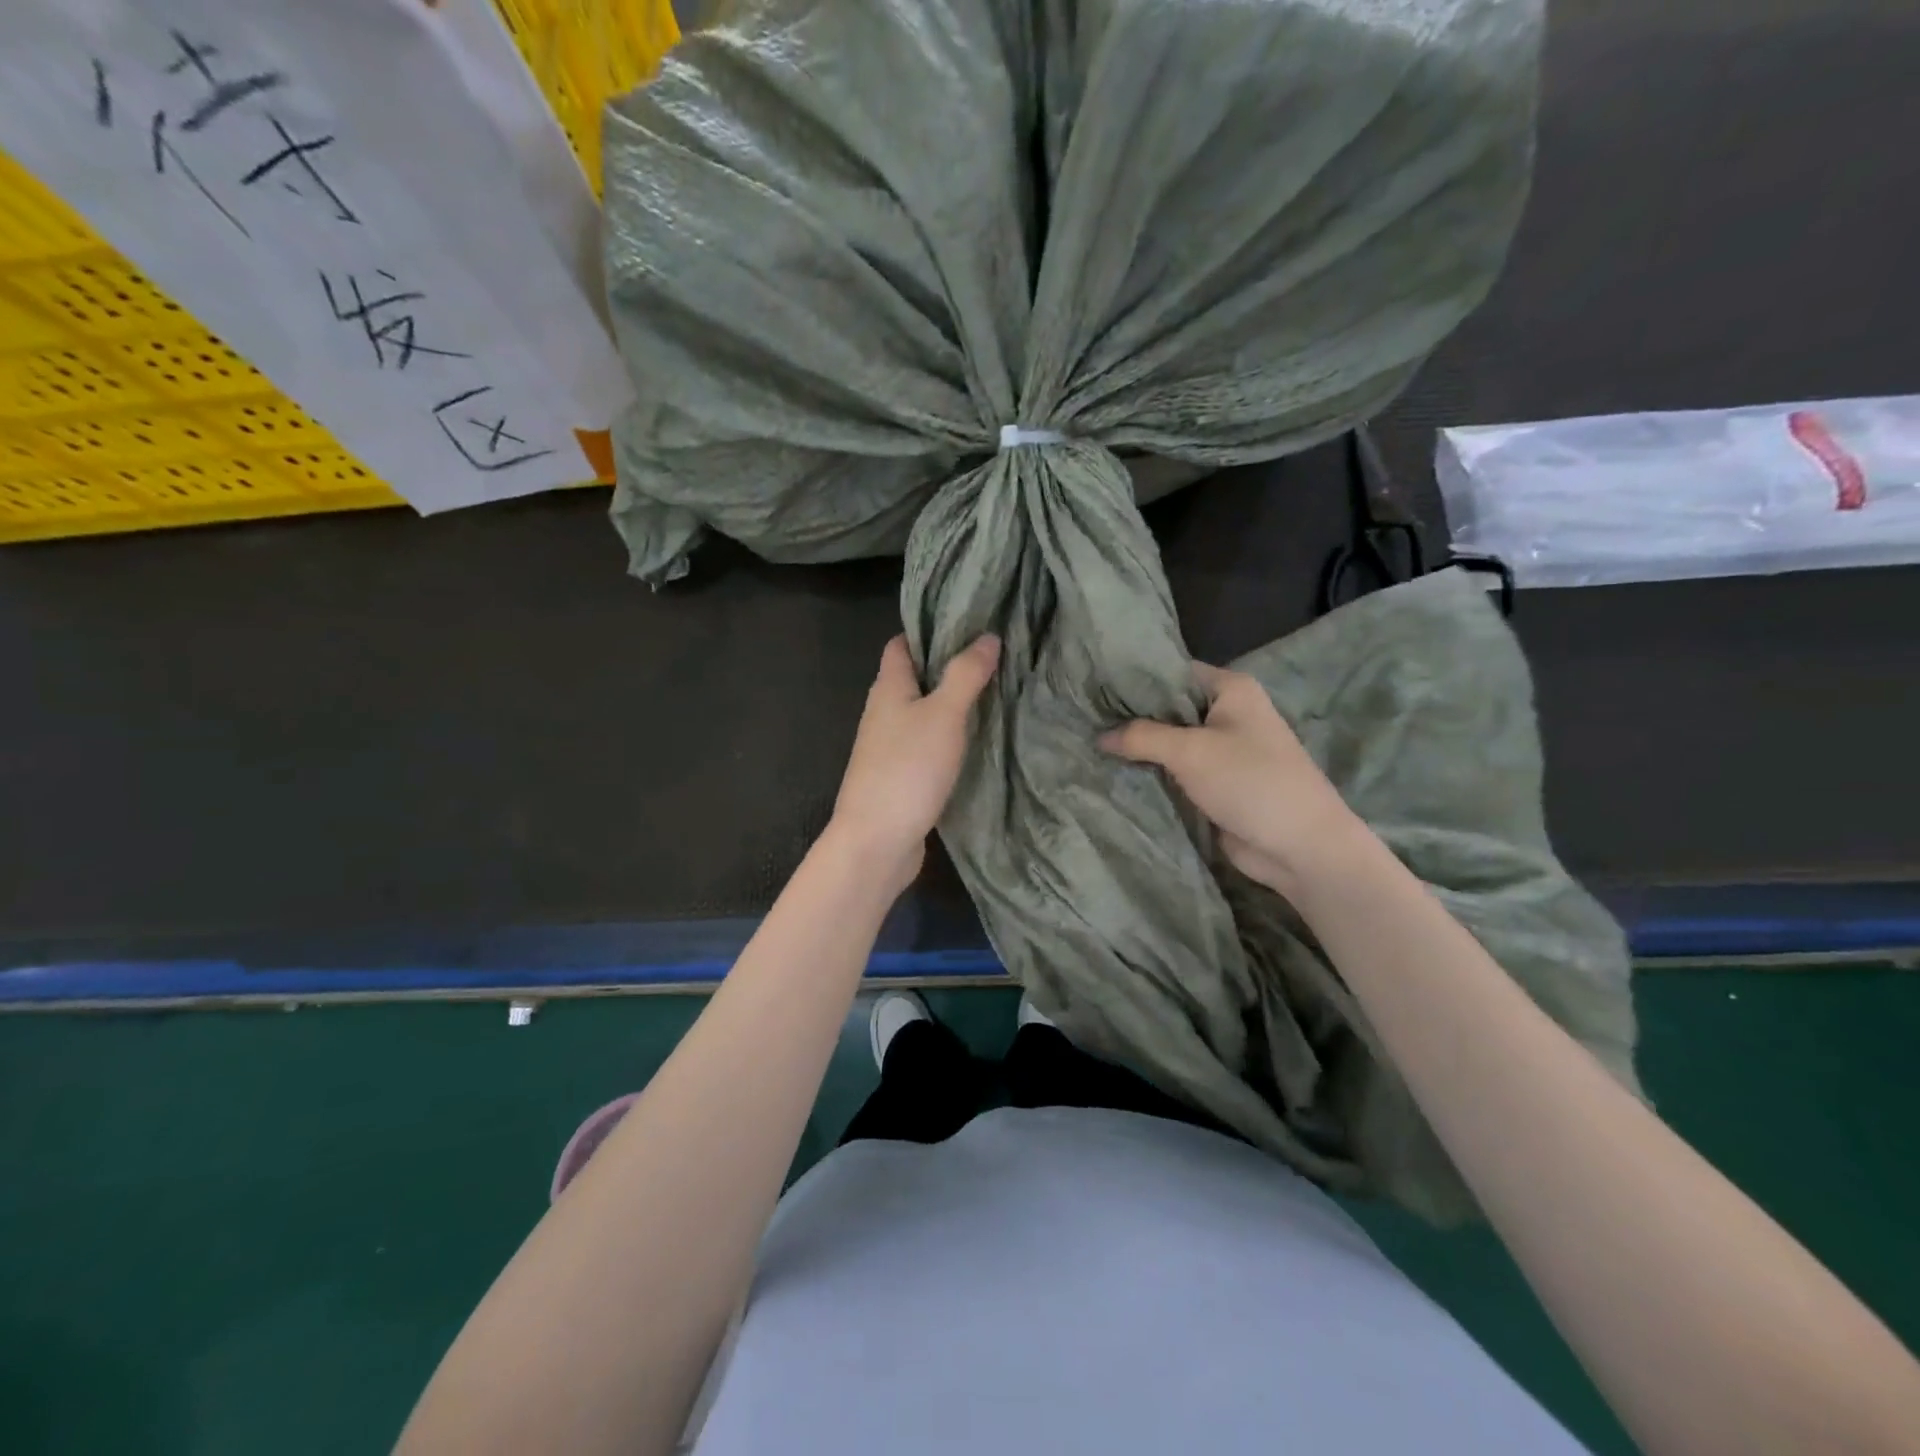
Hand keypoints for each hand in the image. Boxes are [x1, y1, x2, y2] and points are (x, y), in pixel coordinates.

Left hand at [827, 633, 1000, 894]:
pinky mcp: (900, 776)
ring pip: (921, 712)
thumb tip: (988, 636)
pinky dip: (948, 736)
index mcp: (887, 688)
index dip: (928, 629)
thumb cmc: (907, 769)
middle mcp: (883, 712)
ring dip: (950, 702)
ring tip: (993, 692)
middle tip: (993, 656)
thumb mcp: (943, 715)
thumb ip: (965, 675)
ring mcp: (888, 747)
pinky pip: (926, 744)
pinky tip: (976, 739)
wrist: (877, 841)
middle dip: (947, 665)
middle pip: (913, 677)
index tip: (968, 621)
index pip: (901, 644)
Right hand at [1101, 663, 1363, 895]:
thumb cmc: (1250, 781)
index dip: (1135, 679)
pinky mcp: (1216, 784)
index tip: (1094, 688)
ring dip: (1139, 750)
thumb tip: (1099, 736)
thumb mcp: (1190, 752)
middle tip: (1084, 720)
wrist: (1300, 846)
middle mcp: (1227, 713)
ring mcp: (1222, 750)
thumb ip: (1141, 737)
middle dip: (1131, 718)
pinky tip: (1115, 774)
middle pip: (1169, 708)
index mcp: (1230, 689)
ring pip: (1170, 743)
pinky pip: (1176, 772)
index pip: (1173, 672)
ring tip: (1090, 746)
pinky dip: (1152, 774)